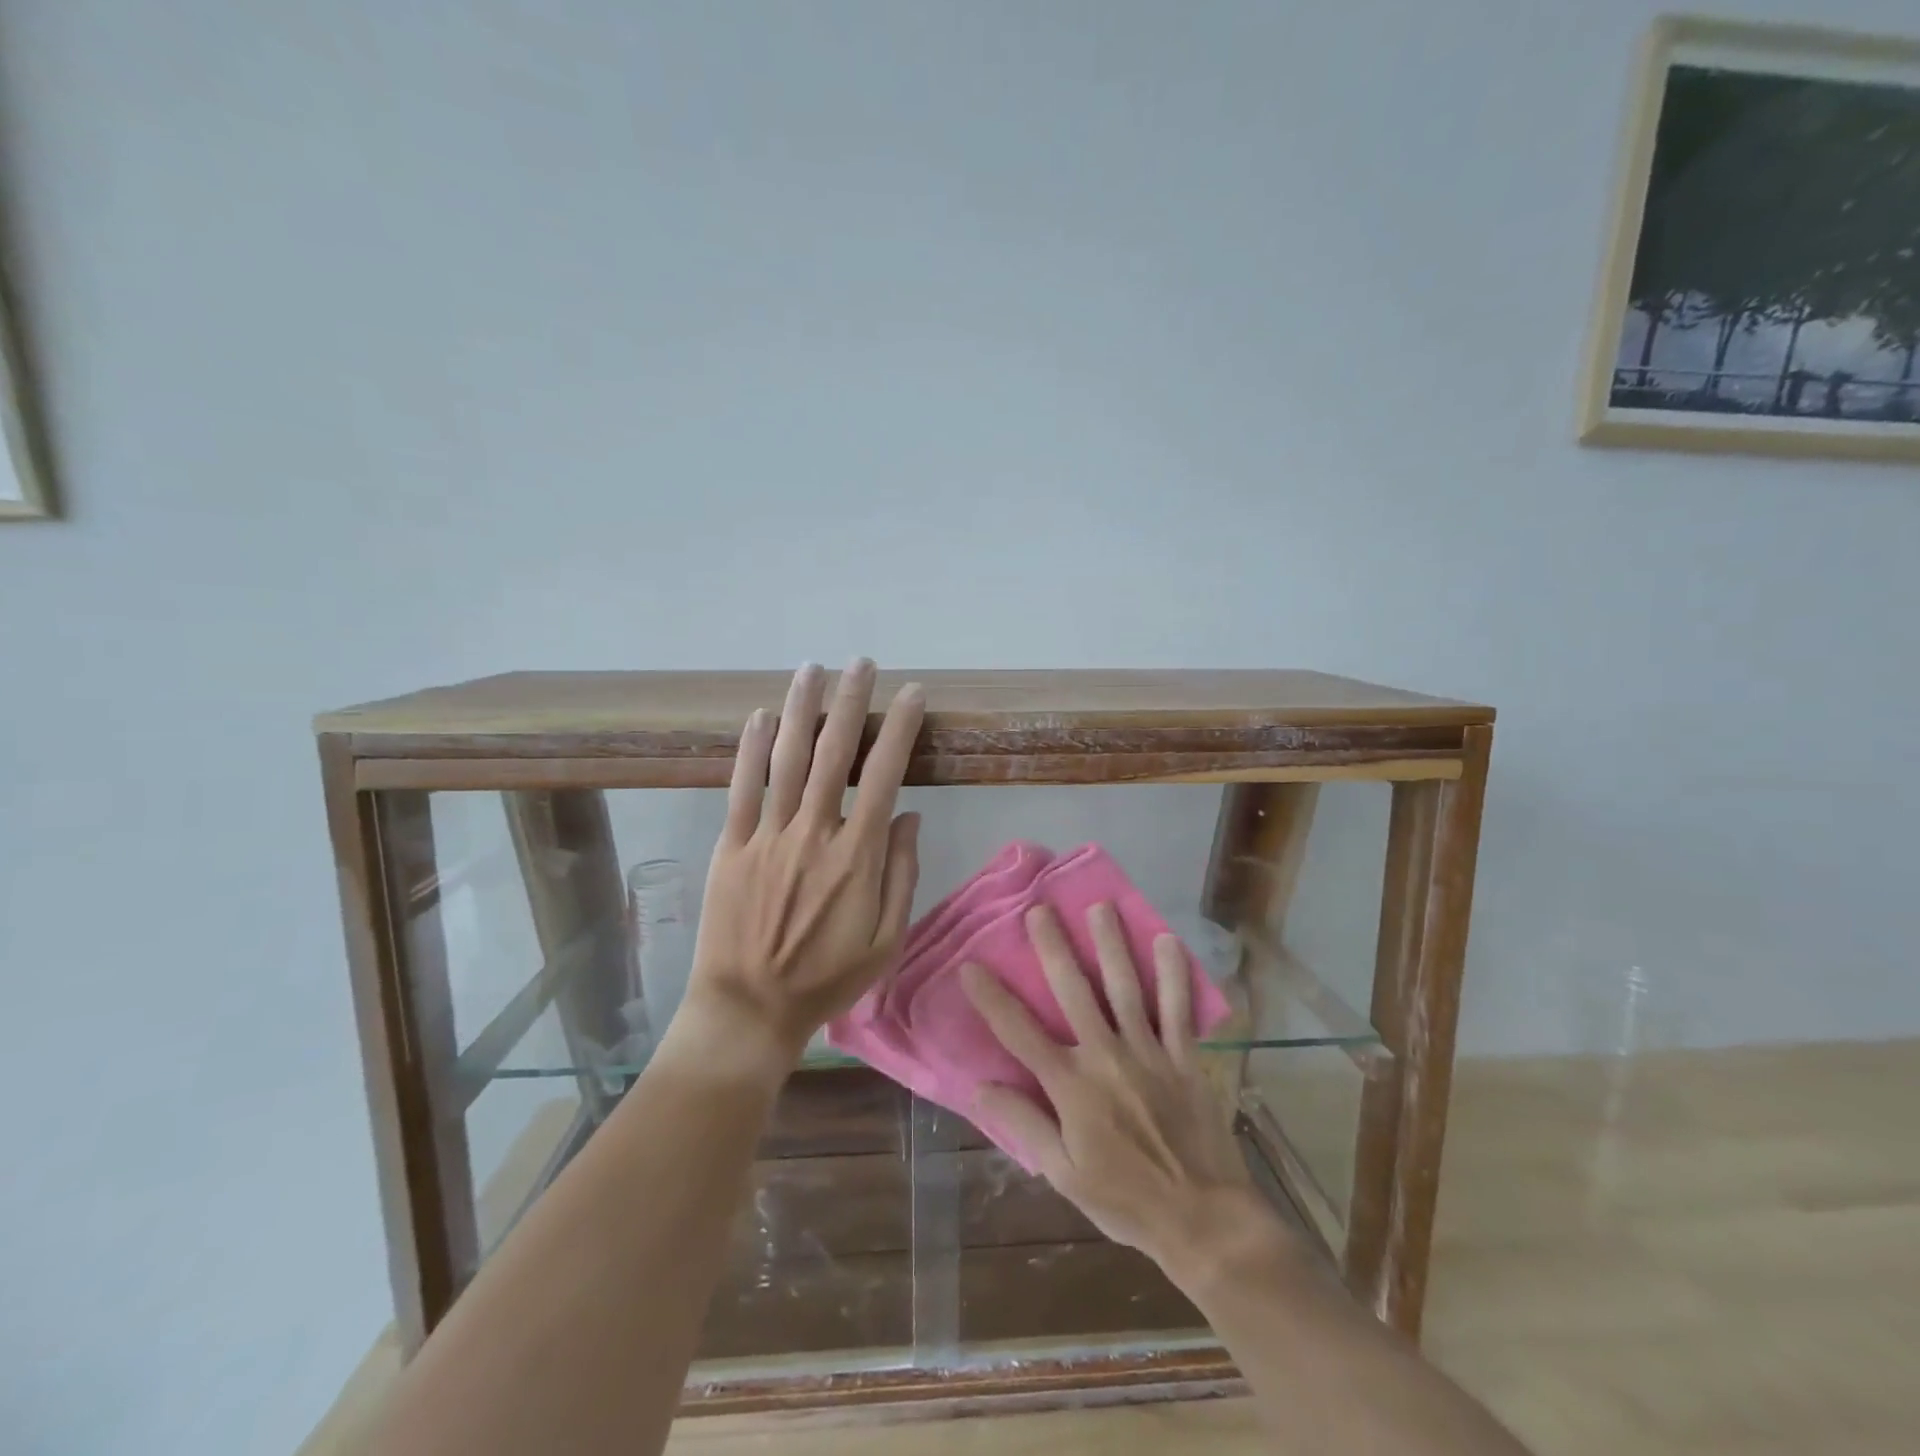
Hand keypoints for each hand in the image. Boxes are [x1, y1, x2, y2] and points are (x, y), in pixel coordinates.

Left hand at [678, 659, 923, 1067]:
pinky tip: (758, 716)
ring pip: (786, 760)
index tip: (911, 694)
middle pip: (834, 753)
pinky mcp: (731, 846)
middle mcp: (813, 834)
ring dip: (801, 709)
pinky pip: (741, 789)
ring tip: (812, 669)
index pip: (883, 775)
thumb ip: (901, 875)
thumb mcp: (886, 940)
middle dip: (851, 702)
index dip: (899, 729)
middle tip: (862, 663)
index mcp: (856, 857)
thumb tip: (908, 815)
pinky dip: (749, 749)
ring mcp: (767, 837)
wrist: (749, 1009)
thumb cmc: (826, 979)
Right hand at [962, 902, 1270, 1278]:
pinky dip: (1174, 974)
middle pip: (1074, 992)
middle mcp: (1106, 1057)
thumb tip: (981, 1086)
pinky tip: (1168, 941)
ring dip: (1112, 944)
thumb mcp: (1064, 1174)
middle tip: (1041, 909)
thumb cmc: (1125, 1200)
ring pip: (1125, 987)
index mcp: (1072, 1087)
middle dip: (1054, 947)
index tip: (971, 966)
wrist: (1203, 1220)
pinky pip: (1178, 1008)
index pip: (1021, 1033)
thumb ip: (1024, 1124)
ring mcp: (1148, 1052)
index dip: (992, 998)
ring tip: (1101, 906)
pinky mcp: (1183, 1057)